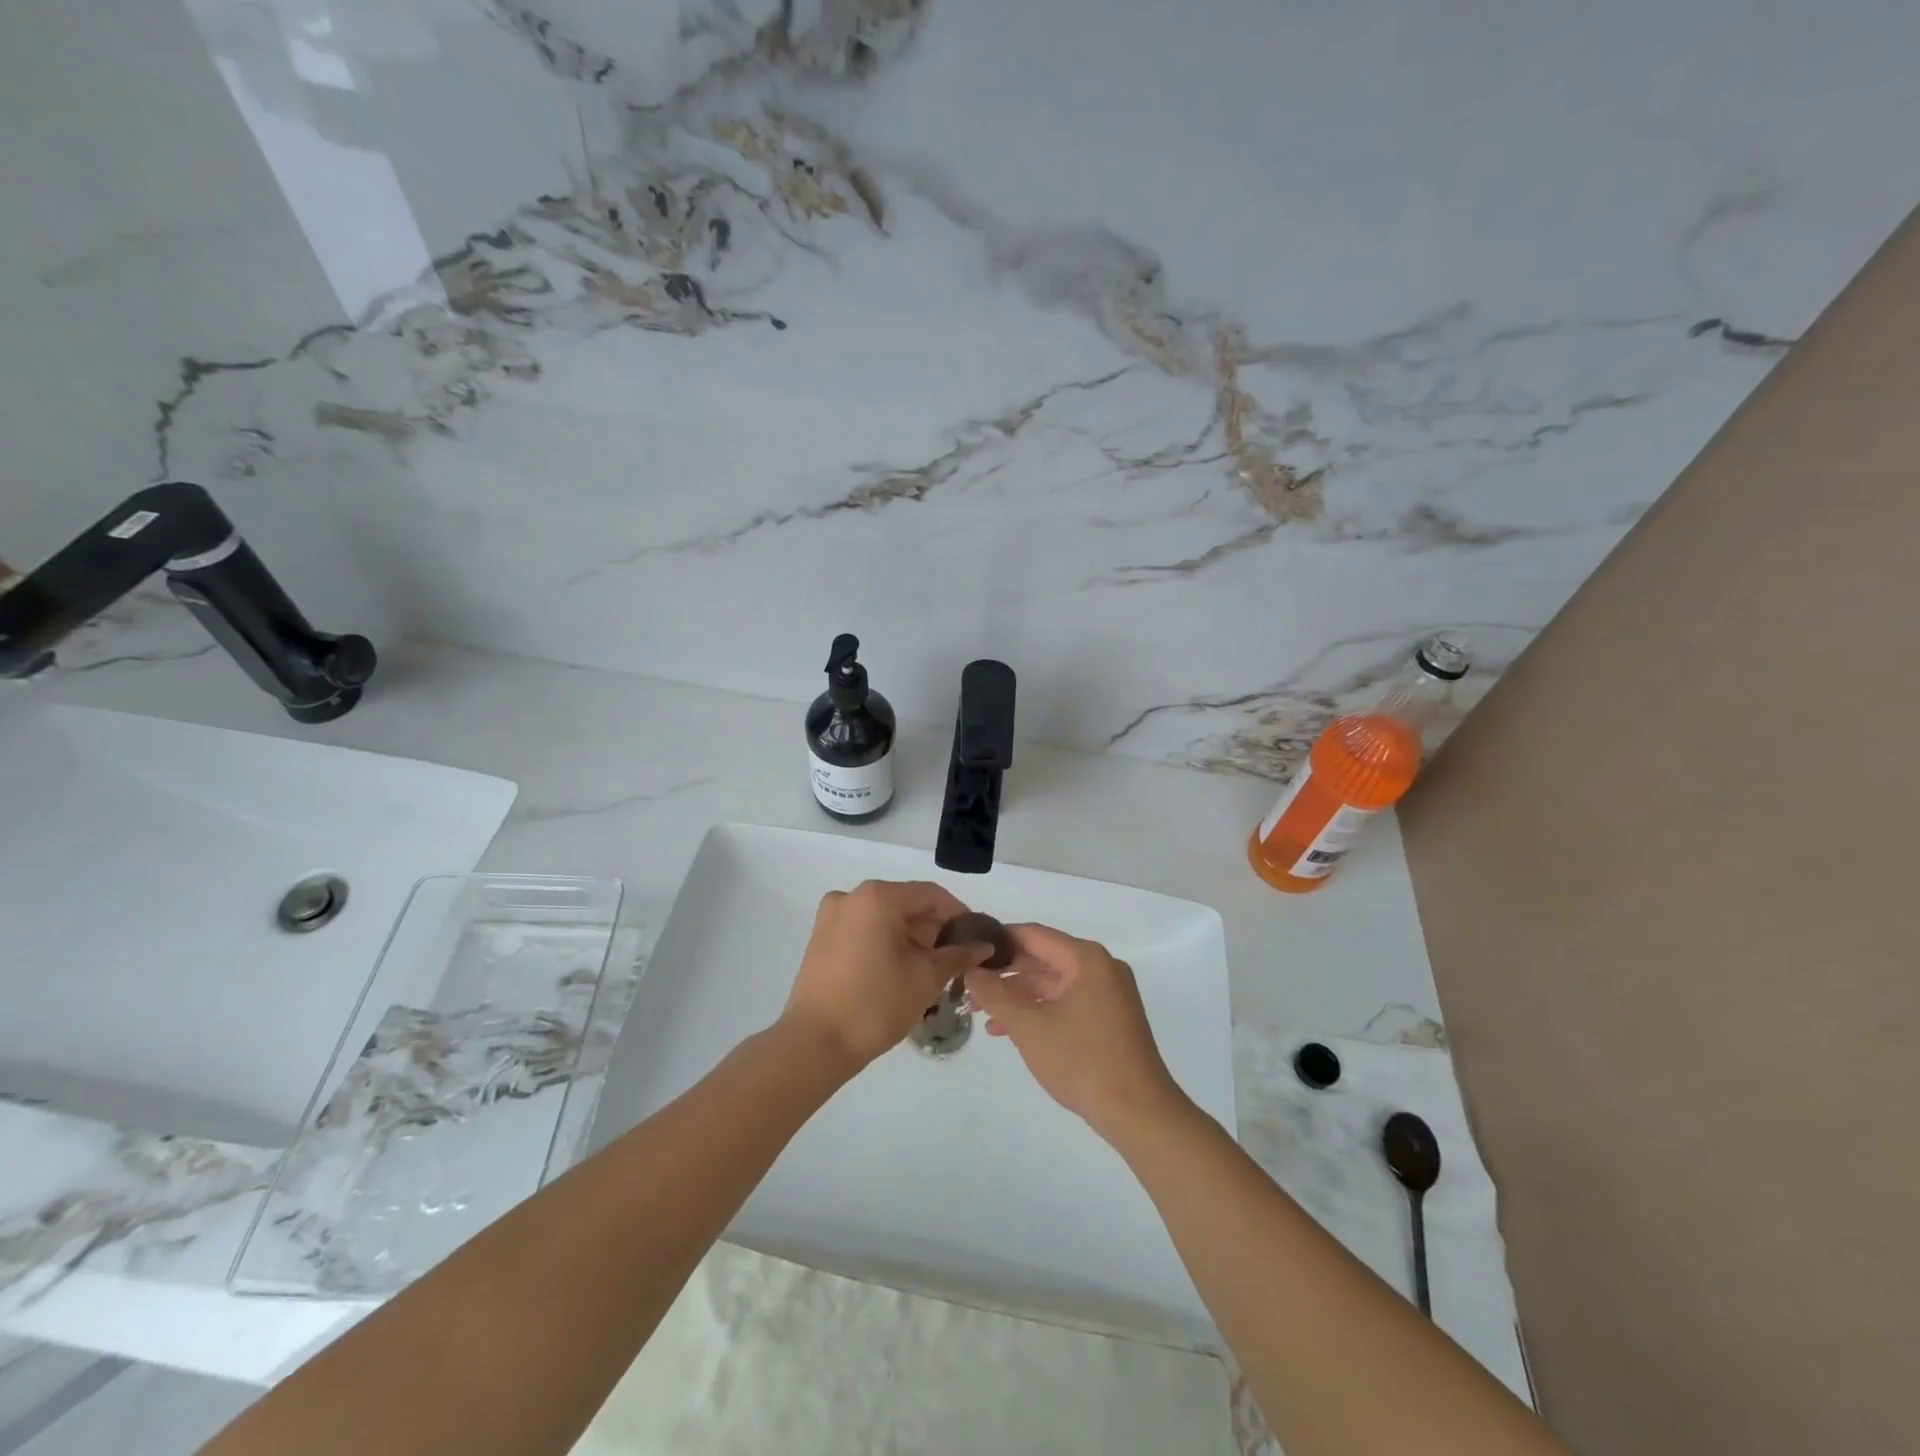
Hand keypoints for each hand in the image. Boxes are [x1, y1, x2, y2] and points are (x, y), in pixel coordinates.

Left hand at [781, 880, 995, 1073]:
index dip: (960, 914)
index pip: (931, 895)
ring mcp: (831, 917)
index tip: (978, 938)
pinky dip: (887, 944)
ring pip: (885, 919)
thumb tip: (983, 946)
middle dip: (935, 930)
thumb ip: (958, 955)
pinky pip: (865, 931)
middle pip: (906, 905)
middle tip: (958, 959)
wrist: (815, 1044)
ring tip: (934, 970)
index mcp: (877, 897)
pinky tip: (903, 971)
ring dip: (912, 939)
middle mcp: (851, 897)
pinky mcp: (821, 939)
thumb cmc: (876, 1004)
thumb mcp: (926, 978)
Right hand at [965, 923, 1187, 1141]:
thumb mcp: (1029, 1026)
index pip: (1033, 934)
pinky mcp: (1110, 1018)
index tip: (968, 951)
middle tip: (969, 986)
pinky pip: (1066, 1002)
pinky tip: (1009, 1030)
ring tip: (982, 1014)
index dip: (998, 940)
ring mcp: (1108, 994)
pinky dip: (1039, 1011)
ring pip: (1053, 984)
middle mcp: (1100, 967)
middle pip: (1043, 958)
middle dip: (1005, 974)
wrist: (1139, 1113)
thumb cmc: (1082, 1061)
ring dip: (1018, 996)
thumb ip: (995, 994)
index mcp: (1086, 959)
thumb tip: (971, 970)